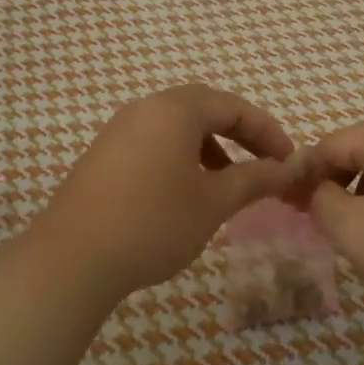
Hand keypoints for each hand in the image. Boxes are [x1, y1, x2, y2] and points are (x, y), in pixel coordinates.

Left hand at [32, 85, 308, 300]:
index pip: (234, 106)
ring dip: (211, 147)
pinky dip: (181, 157)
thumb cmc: (153, 223)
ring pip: (177, 126)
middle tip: (265, 166)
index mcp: (175, 109)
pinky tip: (186, 192)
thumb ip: (256, 179)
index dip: (268, 132)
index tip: (290, 163)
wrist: (72, 258)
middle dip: (240, 135)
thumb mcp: (214, 202)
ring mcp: (119, 130)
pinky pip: (154, 142)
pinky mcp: (104, 154)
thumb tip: (291, 168)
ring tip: (228, 183)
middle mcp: (145, 108)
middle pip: (205, 109)